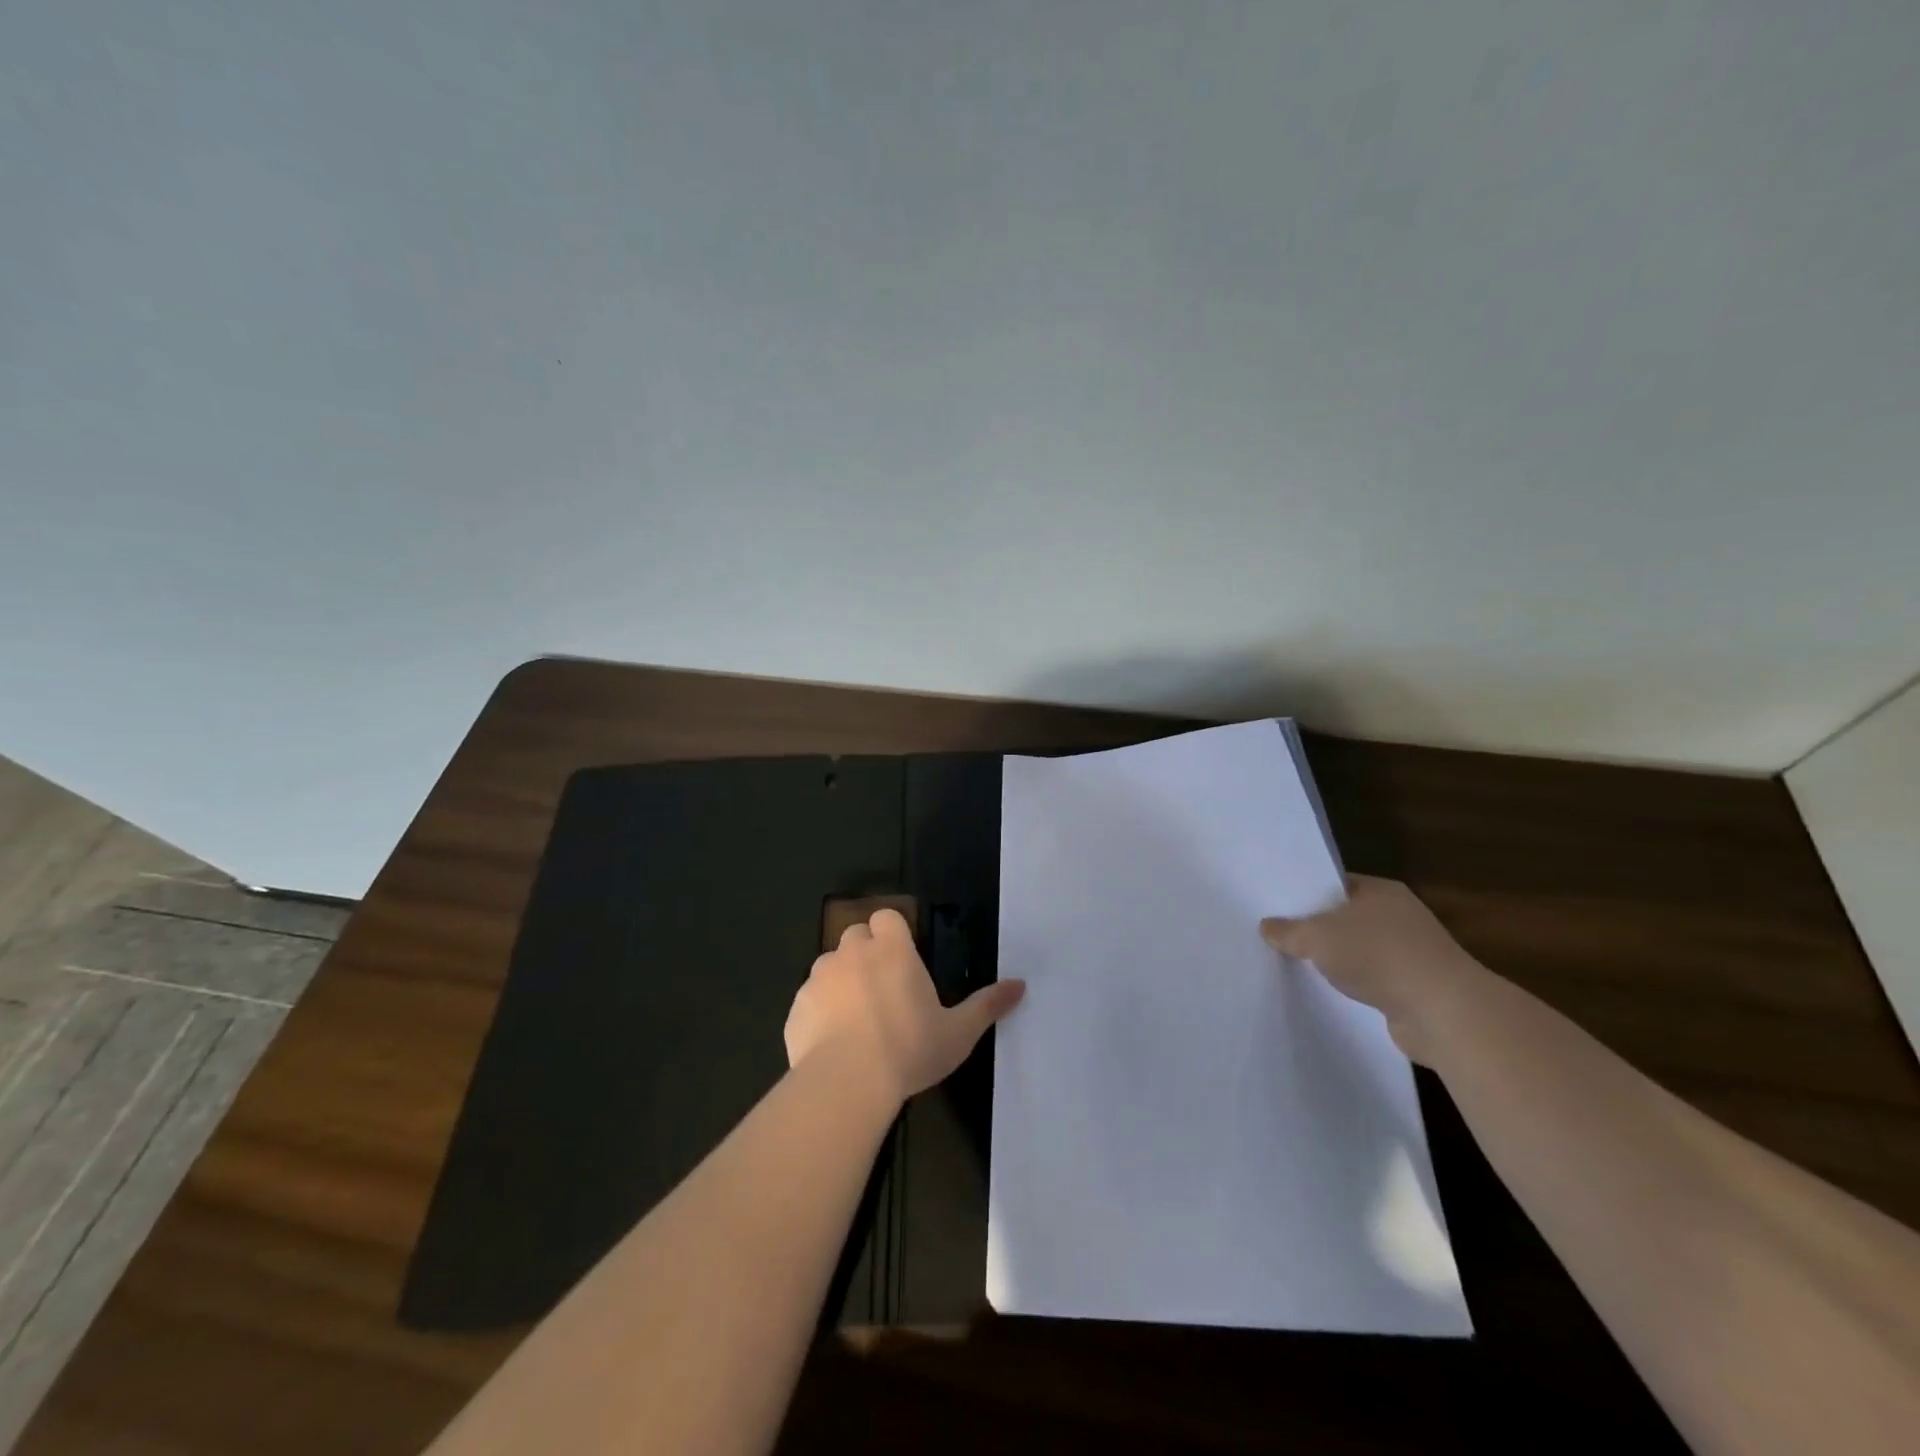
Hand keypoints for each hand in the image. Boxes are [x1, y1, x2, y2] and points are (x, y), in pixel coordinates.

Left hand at [785, 909, 1025, 1103]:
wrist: (846, 1084)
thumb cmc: (909, 1050)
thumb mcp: (958, 1032)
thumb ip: (987, 1005)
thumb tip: (1021, 985)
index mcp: (891, 950)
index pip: (886, 917)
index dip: (892, 933)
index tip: (901, 961)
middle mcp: (852, 954)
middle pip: (856, 937)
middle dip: (866, 955)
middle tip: (883, 992)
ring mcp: (819, 978)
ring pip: (830, 966)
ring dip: (841, 982)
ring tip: (856, 1020)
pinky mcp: (796, 1007)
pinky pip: (809, 1000)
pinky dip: (819, 1012)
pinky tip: (832, 1044)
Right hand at [1260, 875, 1489, 1063]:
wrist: (1444, 1013)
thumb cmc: (1379, 956)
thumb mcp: (1317, 937)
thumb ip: (1289, 930)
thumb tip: (1267, 926)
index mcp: (1380, 890)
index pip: (1334, 884)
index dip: (1304, 893)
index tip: (1274, 905)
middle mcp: (1399, 915)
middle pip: (1345, 917)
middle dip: (1315, 928)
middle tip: (1276, 935)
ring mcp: (1411, 953)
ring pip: (1358, 950)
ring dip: (1334, 960)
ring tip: (1295, 965)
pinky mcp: (1414, 988)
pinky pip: (1371, 980)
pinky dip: (1352, 985)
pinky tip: (1327, 993)